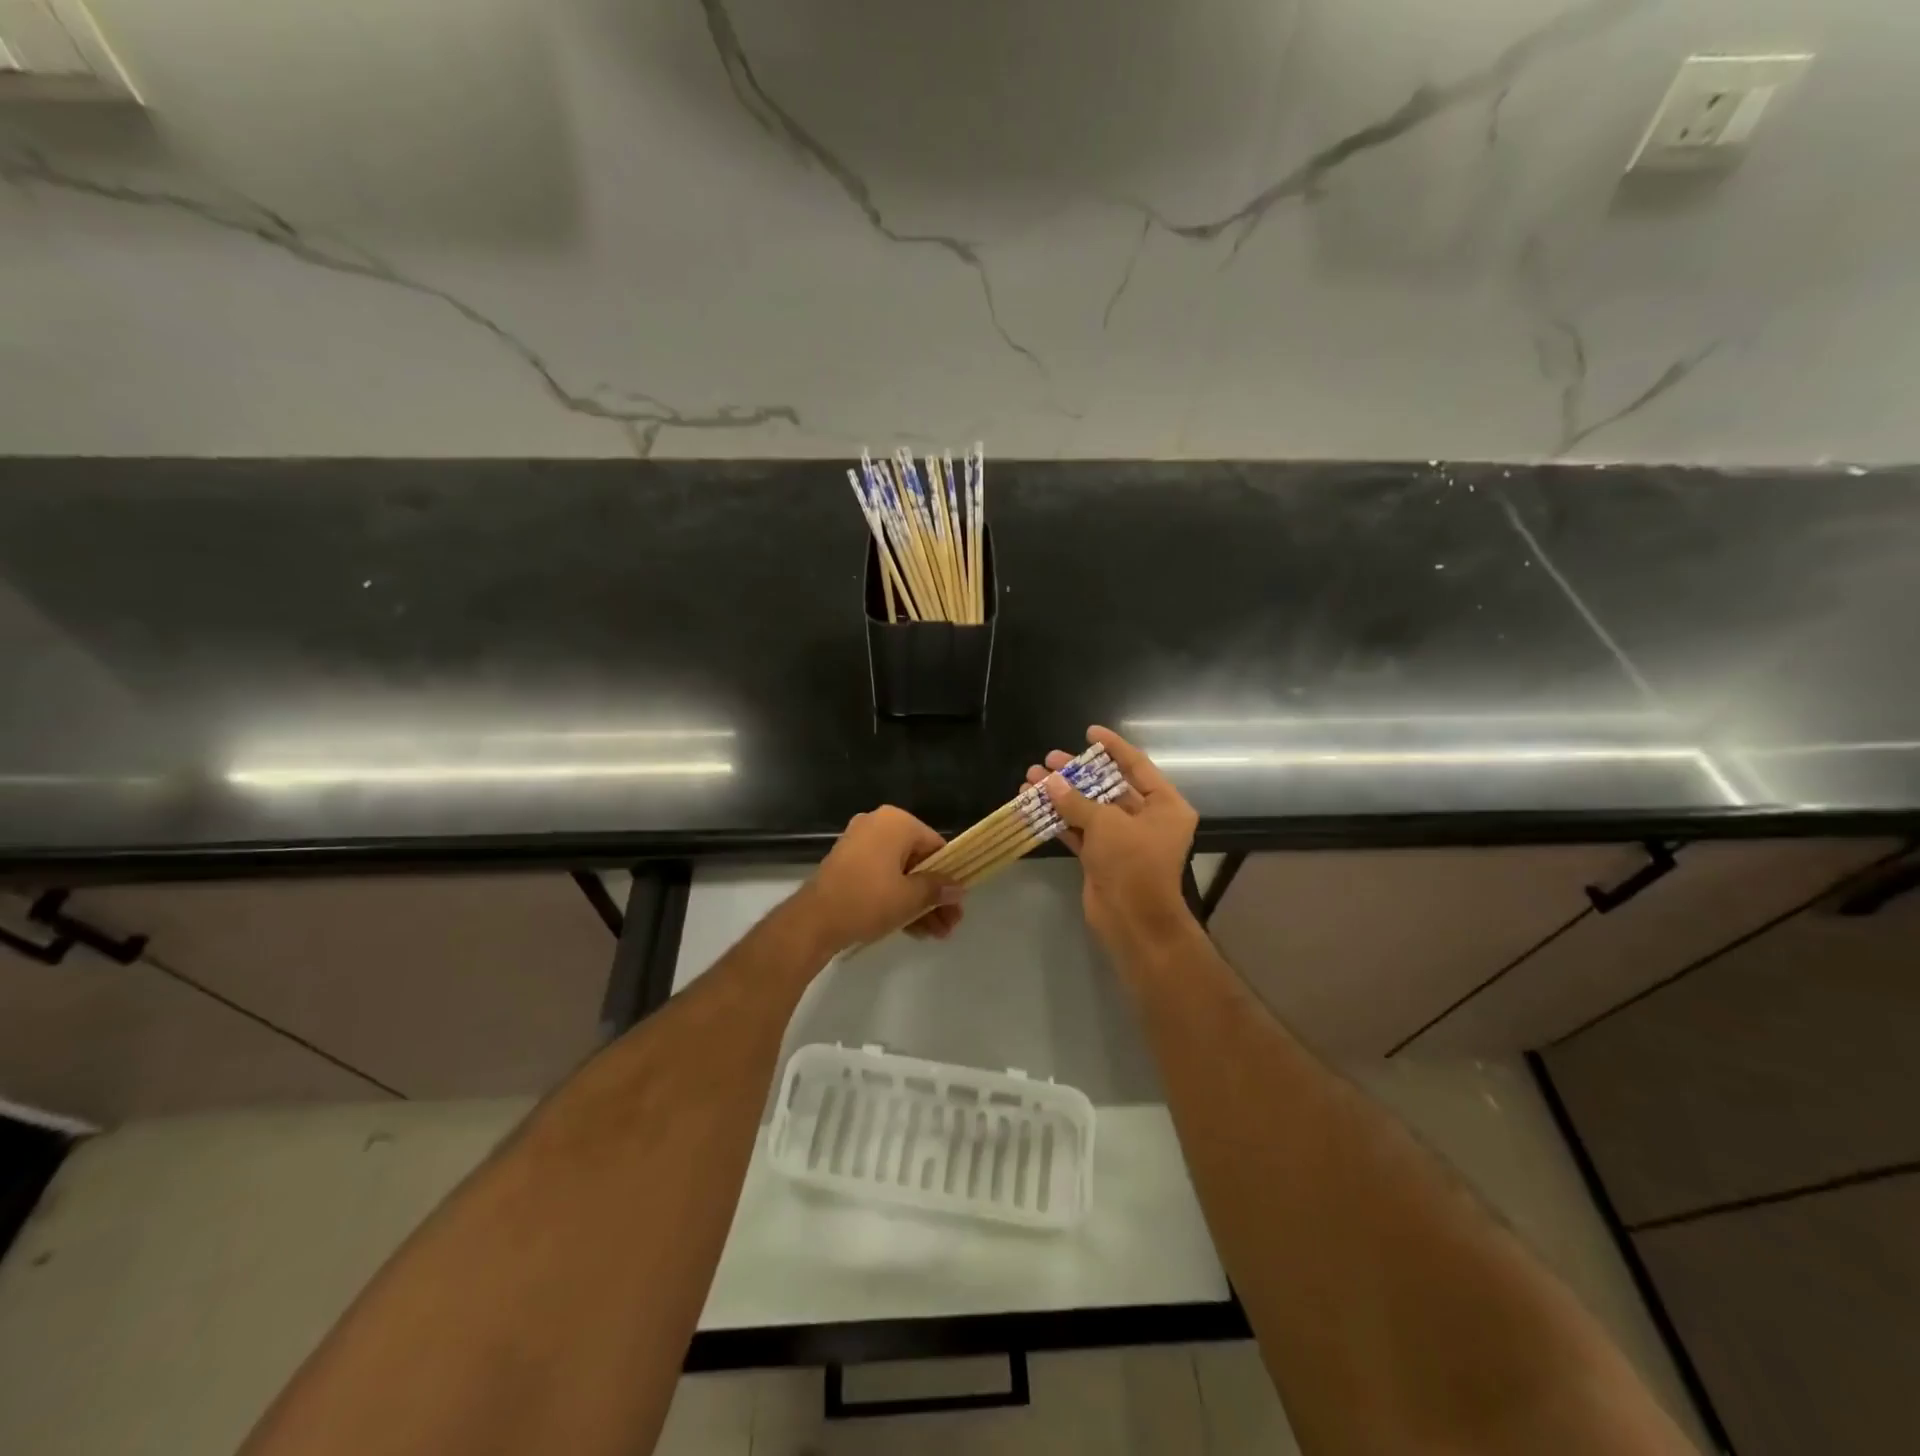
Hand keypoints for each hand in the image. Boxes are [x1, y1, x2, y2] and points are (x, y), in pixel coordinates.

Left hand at [800, 805, 964, 953]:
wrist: (814, 921)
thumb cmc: (868, 900)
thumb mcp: (910, 897)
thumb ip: (937, 889)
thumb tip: (958, 888)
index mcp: (896, 822)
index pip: (936, 846)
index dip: (950, 877)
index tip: (957, 904)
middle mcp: (877, 825)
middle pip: (918, 862)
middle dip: (934, 896)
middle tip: (949, 925)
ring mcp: (859, 845)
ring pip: (900, 873)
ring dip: (919, 902)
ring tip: (936, 935)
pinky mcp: (847, 865)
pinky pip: (881, 878)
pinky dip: (897, 899)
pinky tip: (915, 930)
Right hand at [1026, 726, 1197, 951]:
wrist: (1133, 920)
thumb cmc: (1132, 863)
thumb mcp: (1105, 823)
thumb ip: (1076, 799)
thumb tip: (1049, 781)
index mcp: (1165, 805)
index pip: (1137, 766)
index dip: (1113, 747)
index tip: (1089, 732)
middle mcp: (1147, 819)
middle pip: (1109, 787)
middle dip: (1077, 773)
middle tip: (1049, 759)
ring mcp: (1124, 840)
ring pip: (1090, 809)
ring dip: (1062, 795)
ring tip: (1031, 778)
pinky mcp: (1103, 857)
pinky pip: (1080, 831)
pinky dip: (1059, 819)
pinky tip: (1034, 805)